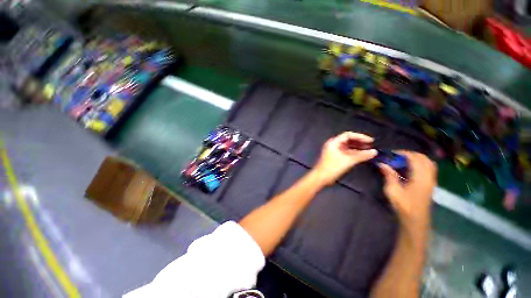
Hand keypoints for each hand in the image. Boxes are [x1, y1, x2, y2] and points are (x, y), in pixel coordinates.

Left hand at [313, 132, 376, 185]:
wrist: (321, 177)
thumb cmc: (333, 167)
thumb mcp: (348, 160)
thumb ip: (362, 155)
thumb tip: (374, 152)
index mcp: (334, 142)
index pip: (348, 135)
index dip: (360, 136)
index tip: (370, 141)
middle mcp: (333, 144)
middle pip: (348, 140)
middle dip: (359, 142)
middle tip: (371, 145)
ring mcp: (333, 151)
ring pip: (347, 147)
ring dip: (357, 148)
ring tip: (368, 151)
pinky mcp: (334, 157)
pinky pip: (346, 152)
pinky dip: (353, 153)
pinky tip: (361, 156)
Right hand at [378, 151, 436, 229]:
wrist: (415, 220)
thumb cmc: (403, 205)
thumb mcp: (392, 190)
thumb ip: (389, 175)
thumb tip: (382, 163)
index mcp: (420, 178)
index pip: (415, 158)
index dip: (403, 153)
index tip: (392, 153)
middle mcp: (428, 177)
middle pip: (424, 158)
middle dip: (410, 154)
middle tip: (397, 155)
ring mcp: (431, 181)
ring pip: (428, 163)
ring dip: (416, 158)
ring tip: (403, 160)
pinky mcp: (430, 184)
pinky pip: (429, 168)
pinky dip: (420, 164)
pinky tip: (410, 168)